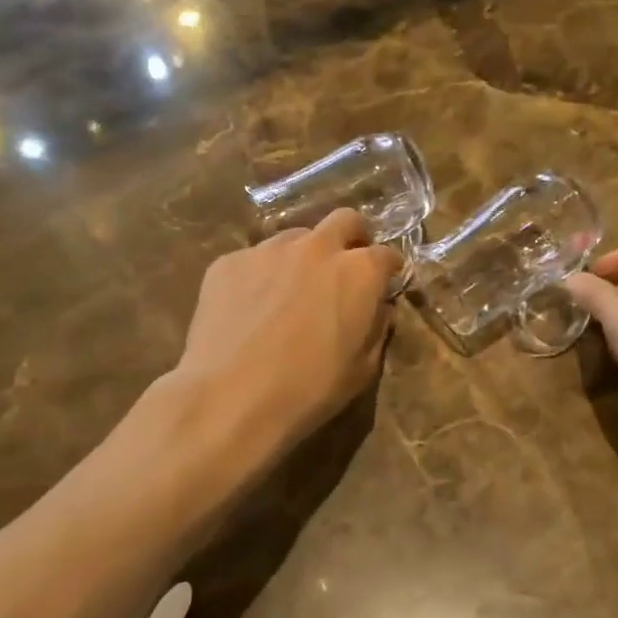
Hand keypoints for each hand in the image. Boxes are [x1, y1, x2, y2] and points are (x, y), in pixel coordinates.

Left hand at [174, 209, 398, 456]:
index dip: (388, 269)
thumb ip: (377, 329)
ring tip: (291, 290)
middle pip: (345, 220)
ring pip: (296, 237)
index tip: (385, 282)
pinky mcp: (229, 261)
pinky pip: (254, 259)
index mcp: (358, 272)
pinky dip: (262, 275)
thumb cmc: (308, 390)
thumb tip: (378, 308)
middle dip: (352, 237)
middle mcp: (317, 248)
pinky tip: (250, 308)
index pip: (386, 254)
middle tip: (345, 267)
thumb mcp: (362, 370)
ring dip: (304, 256)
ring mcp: (268, 250)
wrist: (230, 397)